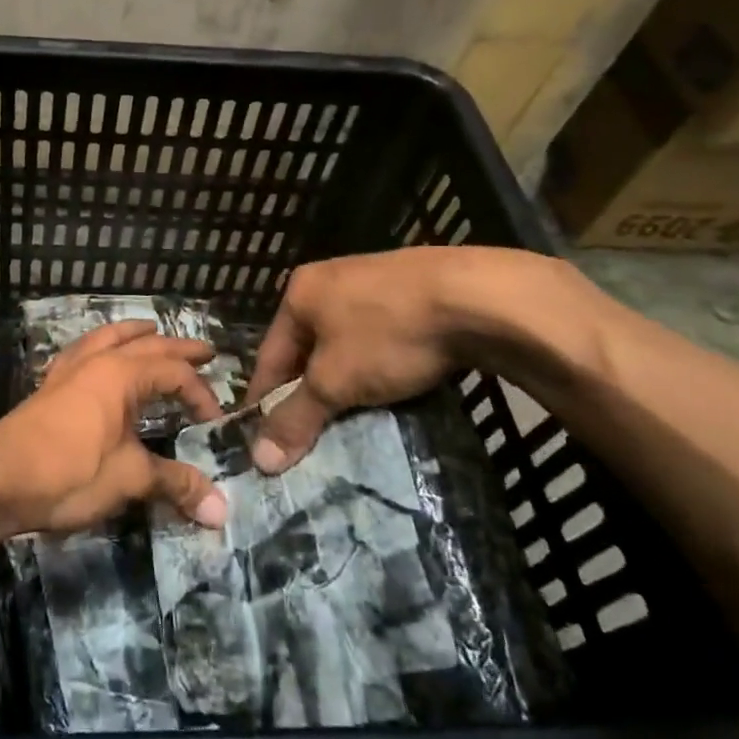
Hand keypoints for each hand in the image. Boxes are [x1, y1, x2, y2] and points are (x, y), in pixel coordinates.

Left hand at [0, 320, 227, 534]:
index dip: (201, 394)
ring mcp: (68, 371)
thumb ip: (175, 484)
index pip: (175, 373)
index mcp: (121, 373)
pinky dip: (99, 346)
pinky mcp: (49, 387)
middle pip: (145, 345)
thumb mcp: (129, 478)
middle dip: (177, 348)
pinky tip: (96, 356)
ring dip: (134, 334)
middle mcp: (96, 361)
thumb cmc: (70, 473)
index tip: (215, 422)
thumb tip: (221, 510)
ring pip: (106, 337)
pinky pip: (81, 352)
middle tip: (205, 351)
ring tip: (150, 330)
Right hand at [245, 247, 555, 473]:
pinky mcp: (415, 290)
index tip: (263, 441)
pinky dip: (379, 367)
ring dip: (345, 382)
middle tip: (309, 438)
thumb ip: (295, 418)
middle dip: (308, 393)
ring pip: (346, 345)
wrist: (478, 297)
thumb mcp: (335, 381)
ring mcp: (374, 281)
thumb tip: (259, 459)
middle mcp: (329, 280)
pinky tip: (391, 390)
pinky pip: (381, 338)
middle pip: (307, 349)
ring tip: (351, 420)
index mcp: (299, 292)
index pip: (269, 356)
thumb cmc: (388, 335)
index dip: (264, 401)